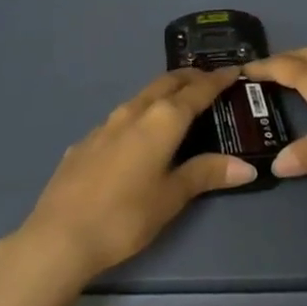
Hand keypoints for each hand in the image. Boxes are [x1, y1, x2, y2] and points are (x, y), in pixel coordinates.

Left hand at [8, 68, 257, 288]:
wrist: (60, 235)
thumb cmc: (125, 216)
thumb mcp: (171, 197)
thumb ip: (206, 174)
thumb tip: (246, 167)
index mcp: (161, 120)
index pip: (196, 91)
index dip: (216, 80)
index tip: (232, 71)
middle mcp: (134, 111)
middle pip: (166, 83)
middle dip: (189, 78)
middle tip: (209, 80)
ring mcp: (105, 124)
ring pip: (141, 97)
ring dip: (163, 93)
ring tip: (178, 102)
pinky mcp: (86, 141)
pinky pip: (121, 117)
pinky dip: (140, 114)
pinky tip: (137, 135)